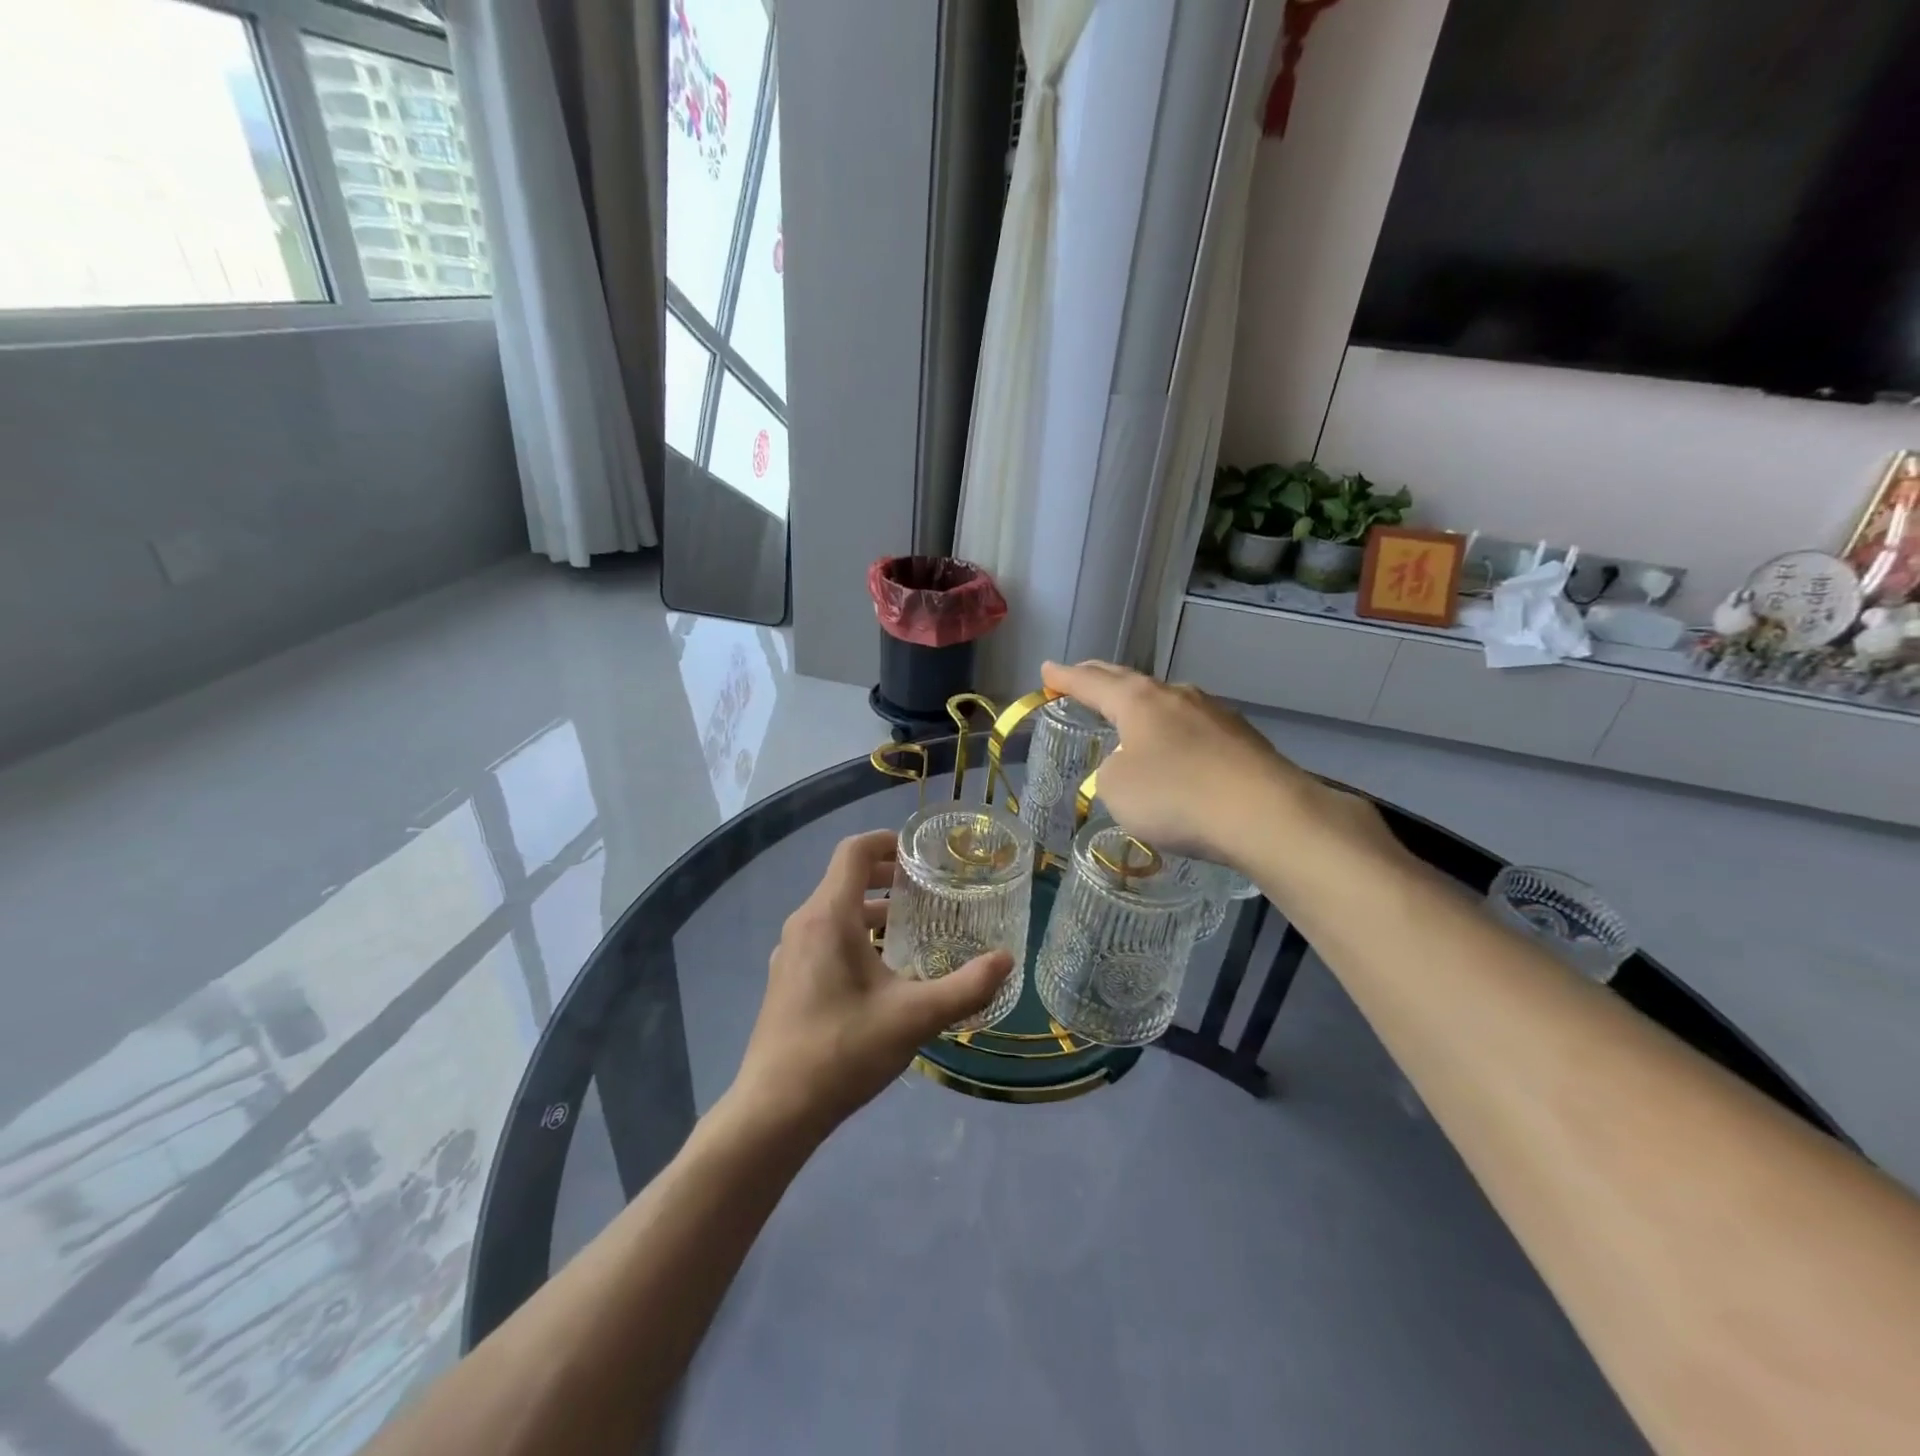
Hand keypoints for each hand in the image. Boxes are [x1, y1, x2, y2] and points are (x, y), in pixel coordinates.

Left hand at [733, 829, 1013, 1137]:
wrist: (774, 1111)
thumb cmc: (843, 1050)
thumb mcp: (914, 1018)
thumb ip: (965, 987)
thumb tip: (1006, 960)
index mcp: (828, 916)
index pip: (854, 851)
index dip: (887, 841)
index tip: (921, 853)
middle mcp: (804, 924)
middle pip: (845, 879)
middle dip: (886, 877)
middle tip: (928, 888)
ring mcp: (790, 954)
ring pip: (834, 912)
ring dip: (872, 910)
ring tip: (912, 928)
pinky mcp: (786, 980)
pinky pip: (823, 938)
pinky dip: (855, 935)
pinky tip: (882, 973)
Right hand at [1041, 660, 1394, 873]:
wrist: (1266, 815)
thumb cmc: (1176, 796)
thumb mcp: (1116, 789)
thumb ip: (1111, 771)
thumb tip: (1132, 765)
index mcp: (1138, 700)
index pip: (1091, 682)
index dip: (1065, 678)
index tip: (1047, 671)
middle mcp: (1176, 696)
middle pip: (1129, 682)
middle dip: (1101, 679)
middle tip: (1080, 676)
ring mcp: (1215, 714)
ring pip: (1166, 704)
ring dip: (1143, 708)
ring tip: (1130, 716)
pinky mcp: (1243, 740)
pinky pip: (1194, 730)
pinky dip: (1175, 736)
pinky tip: (1178, 755)